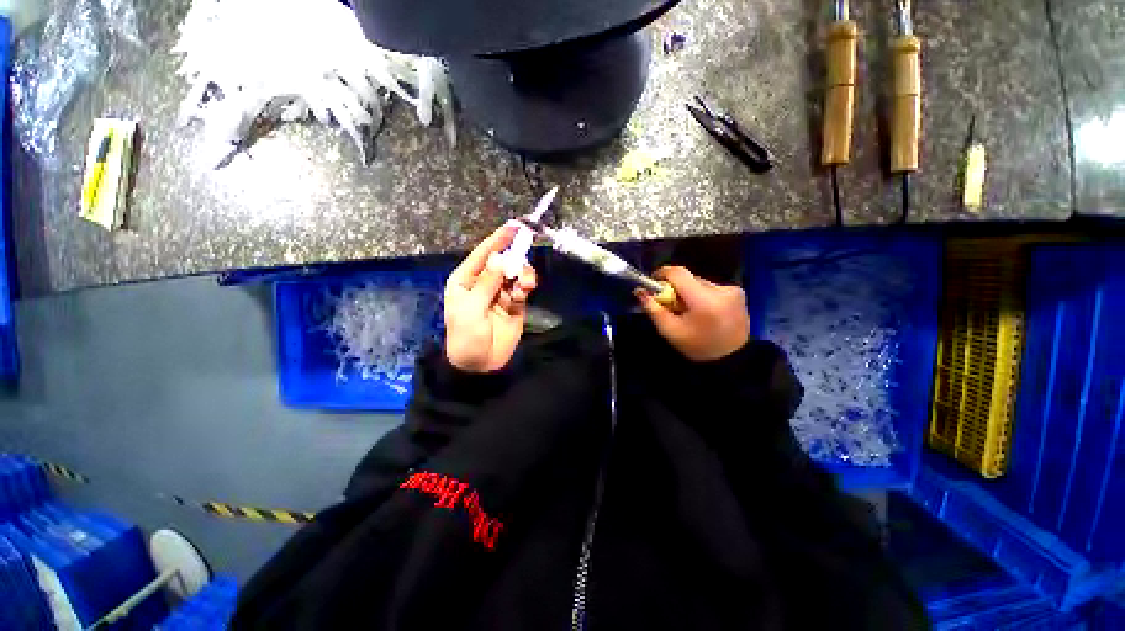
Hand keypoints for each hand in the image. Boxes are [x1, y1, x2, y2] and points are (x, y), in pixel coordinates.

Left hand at [444, 225, 537, 372]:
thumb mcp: (472, 308)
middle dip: (514, 258)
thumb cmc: (466, 335)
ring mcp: (500, 293)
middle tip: (522, 262)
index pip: (483, 254)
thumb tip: (500, 258)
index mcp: (466, 280)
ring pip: (516, 273)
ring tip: (525, 284)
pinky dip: (526, 286)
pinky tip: (525, 291)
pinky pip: (522, 288)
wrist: (480, 364)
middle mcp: (484, 282)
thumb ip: (487, 282)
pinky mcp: (515, 304)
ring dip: (523, 274)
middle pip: (502, 261)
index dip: (498, 240)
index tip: (514, 227)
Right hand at [635, 266, 749, 361]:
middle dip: (676, 288)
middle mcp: (720, 290)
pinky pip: (712, 288)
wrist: (732, 360)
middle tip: (670, 304)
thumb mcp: (670, 331)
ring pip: (700, 282)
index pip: (679, 273)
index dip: (663, 274)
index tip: (653, 282)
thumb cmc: (698, 347)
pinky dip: (702, 296)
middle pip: (689, 278)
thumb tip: (640, 291)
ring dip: (689, 292)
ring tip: (687, 311)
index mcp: (703, 300)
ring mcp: (733, 290)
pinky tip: (702, 311)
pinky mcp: (738, 293)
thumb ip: (654, 309)